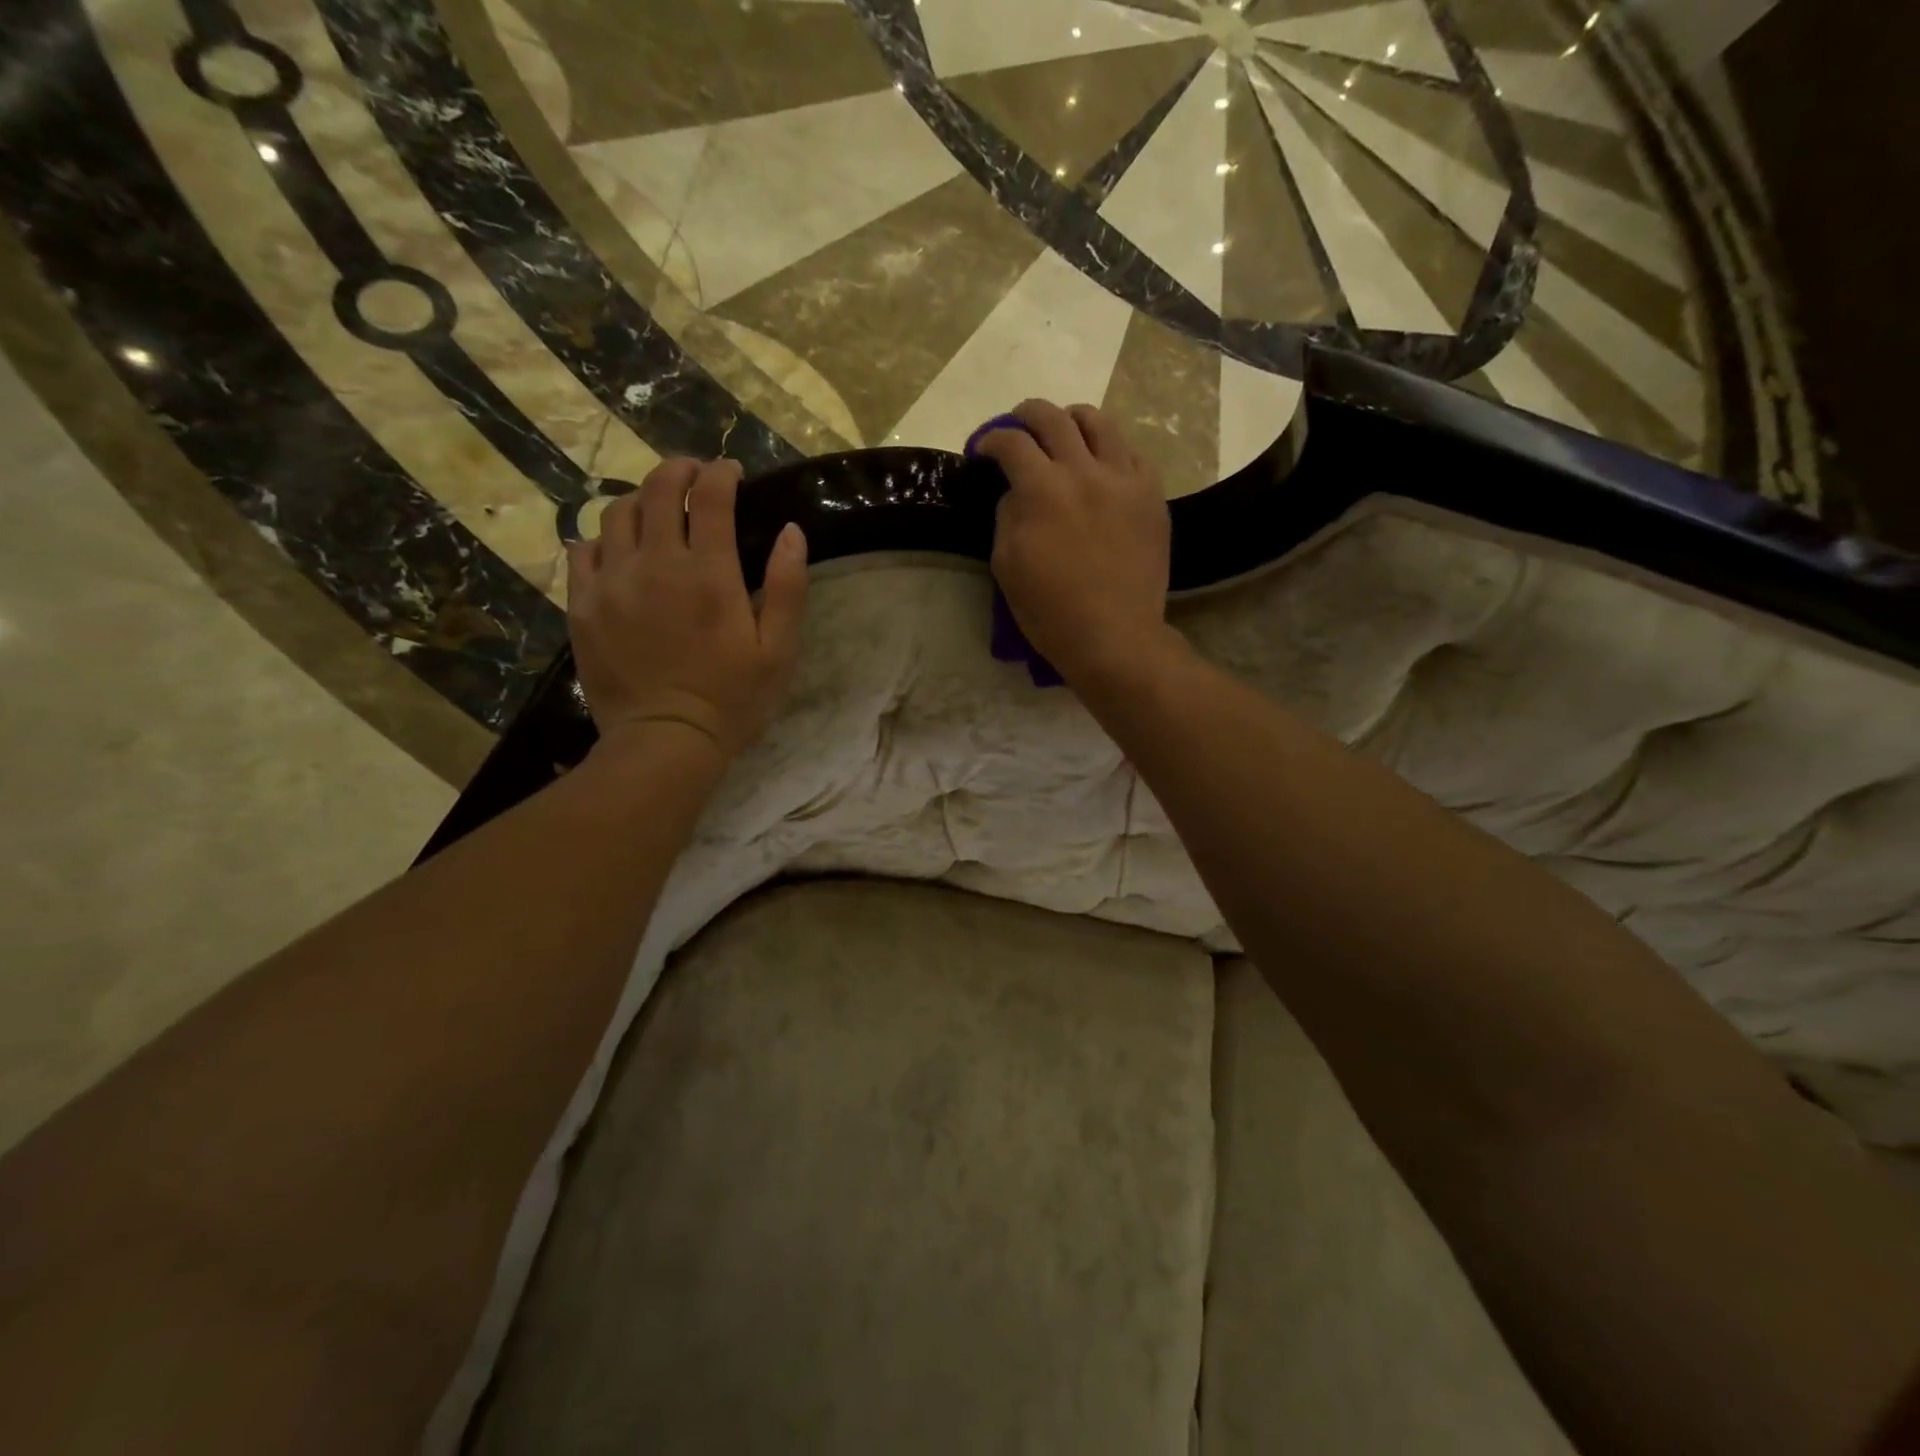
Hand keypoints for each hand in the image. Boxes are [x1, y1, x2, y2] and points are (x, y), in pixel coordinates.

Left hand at [567, 458, 808, 760]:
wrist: (665, 741)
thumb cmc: (732, 699)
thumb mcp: (778, 649)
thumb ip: (787, 586)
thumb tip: (791, 531)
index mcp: (709, 572)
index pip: (710, 496)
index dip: (721, 473)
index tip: (731, 472)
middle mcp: (655, 563)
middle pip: (657, 490)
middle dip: (678, 471)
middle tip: (693, 475)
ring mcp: (612, 582)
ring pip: (616, 514)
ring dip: (640, 500)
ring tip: (655, 510)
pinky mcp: (584, 605)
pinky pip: (582, 551)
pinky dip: (601, 538)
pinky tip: (617, 550)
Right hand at [975, 400, 1176, 686]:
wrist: (1114, 636)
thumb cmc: (1050, 610)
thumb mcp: (1007, 565)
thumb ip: (1008, 515)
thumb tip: (1017, 490)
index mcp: (1042, 490)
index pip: (1011, 442)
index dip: (990, 439)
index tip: (983, 450)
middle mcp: (1084, 471)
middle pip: (1052, 417)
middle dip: (1025, 415)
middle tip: (1016, 429)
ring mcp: (1124, 479)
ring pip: (1099, 422)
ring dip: (1072, 420)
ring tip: (1063, 434)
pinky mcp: (1151, 495)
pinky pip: (1131, 453)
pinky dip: (1109, 449)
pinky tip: (1101, 465)